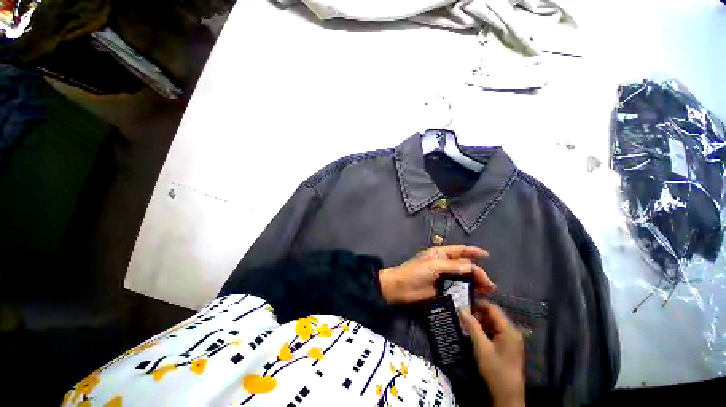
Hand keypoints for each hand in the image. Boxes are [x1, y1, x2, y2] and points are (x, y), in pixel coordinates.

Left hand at [378, 245, 494, 304]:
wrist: (401, 287)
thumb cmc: (415, 271)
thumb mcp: (434, 265)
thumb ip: (453, 266)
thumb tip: (471, 266)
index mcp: (440, 254)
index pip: (459, 250)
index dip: (473, 251)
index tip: (487, 255)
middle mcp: (443, 264)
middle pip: (464, 265)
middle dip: (477, 272)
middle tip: (489, 285)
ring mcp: (443, 277)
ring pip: (462, 278)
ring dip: (474, 283)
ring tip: (486, 291)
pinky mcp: (442, 289)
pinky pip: (457, 288)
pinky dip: (467, 291)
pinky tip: (475, 297)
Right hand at [459, 302, 524, 406]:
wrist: (507, 395)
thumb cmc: (495, 369)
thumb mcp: (481, 347)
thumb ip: (472, 325)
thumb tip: (461, 307)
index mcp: (508, 329)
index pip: (492, 308)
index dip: (478, 304)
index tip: (463, 303)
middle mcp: (512, 331)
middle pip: (493, 315)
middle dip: (477, 313)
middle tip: (463, 316)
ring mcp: (511, 339)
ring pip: (493, 323)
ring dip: (480, 322)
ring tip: (466, 324)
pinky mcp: (507, 346)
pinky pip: (495, 331)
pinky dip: (484, 330)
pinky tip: (474, 334)